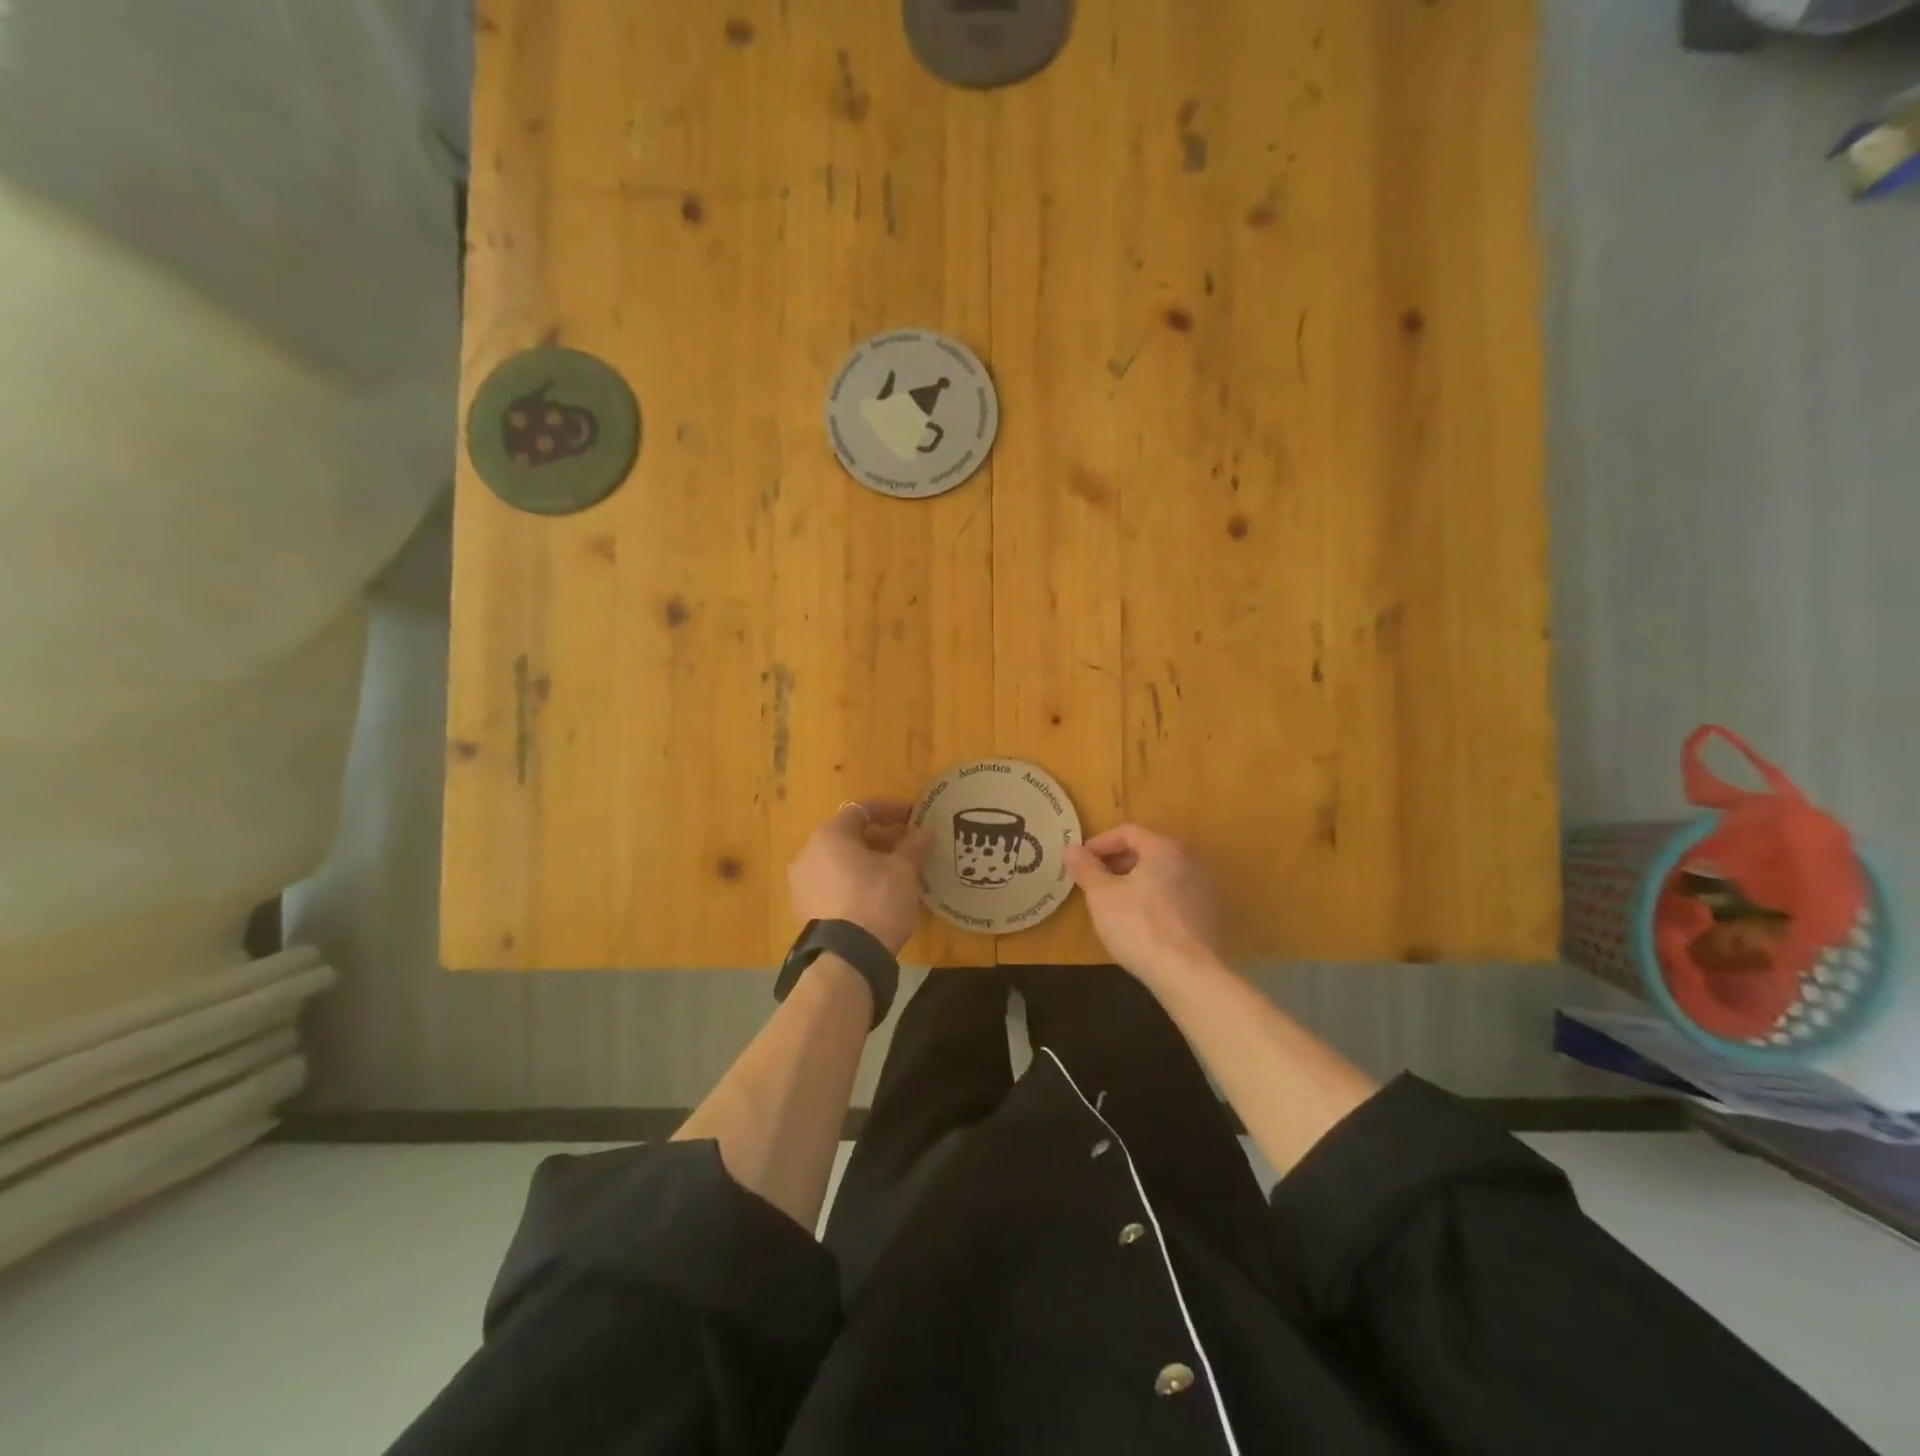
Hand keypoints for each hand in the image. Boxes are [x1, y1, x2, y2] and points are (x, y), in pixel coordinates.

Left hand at [788, 801, 931, 954]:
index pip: (861, 810)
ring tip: (892, 872)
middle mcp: (807, 853)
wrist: (846, 958)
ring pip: (837, 861)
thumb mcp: (903, 871)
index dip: (890, 811)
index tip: (913, 817)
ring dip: (864, 861)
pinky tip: (873, 894)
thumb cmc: (876, 901)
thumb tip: (924, 832)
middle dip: (878, 838)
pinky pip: (830, 884)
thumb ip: (912, 847)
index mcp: (830, 835)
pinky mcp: (803, 909)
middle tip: (906, 846)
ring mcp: (801, 883)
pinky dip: (851, 881)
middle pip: (847, 835)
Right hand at [1064, 825, 1220, 982]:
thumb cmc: (1139, 925)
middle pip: (1147, 852)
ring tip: (1113, 904)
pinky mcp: (1209, 917)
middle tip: (1094, 882)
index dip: (1100, 843)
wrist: (1188, 974)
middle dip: (1117, 863)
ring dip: (1135, 882)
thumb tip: (1070, 849)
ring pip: (1161, 876)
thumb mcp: (1101, 895)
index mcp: (1164, 849)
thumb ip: (1085, 868)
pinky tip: (1140, 924)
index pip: (1128, 832)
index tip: (1080, 860)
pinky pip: (1174, 898)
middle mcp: (1190, 861)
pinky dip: (1154, 901)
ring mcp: (1204, 890)